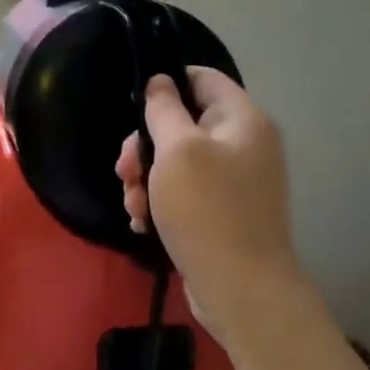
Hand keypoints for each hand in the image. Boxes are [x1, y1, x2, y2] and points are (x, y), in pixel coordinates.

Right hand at [115, 67, 301, 341]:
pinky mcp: (224, 211)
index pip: (202, 78)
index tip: (134, 110)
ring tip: (134, 206)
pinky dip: (161, 200)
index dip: (165, 84)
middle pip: (183, 122)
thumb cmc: (207, 211)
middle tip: (125, 171)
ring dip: (147, 178)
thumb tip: (159, 82)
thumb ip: (163, 109)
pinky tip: (143, 222)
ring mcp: (236, 180)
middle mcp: (244, 144)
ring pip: (177, 160)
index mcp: (243, 120)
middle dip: (145, 145)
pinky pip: (186, 191)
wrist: (242, 291)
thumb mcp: (176, 151)